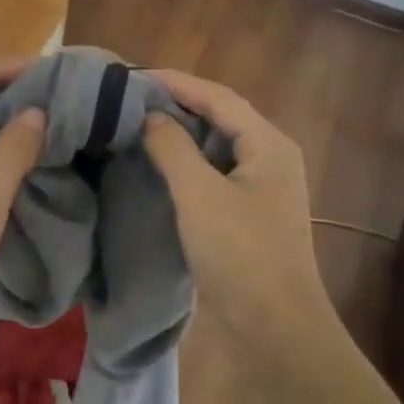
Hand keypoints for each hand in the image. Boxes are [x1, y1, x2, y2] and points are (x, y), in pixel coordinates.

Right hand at [141, 69, 333, 345]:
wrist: (275, 327)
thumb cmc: (240, 255)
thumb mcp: (200, 195)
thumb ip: (173, 148)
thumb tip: (150, 116)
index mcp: (268, 144)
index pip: (218, 97)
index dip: (175, 82)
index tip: (131, 76)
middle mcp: (270, 157)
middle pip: (220, 116)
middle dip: (176, 104)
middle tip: (128, 99)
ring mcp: (262, 187)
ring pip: (216, 146)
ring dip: (180, 133)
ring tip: (136, 125)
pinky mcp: (249, 212)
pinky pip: (215, 172)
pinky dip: (186, 162)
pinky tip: (157, 165)